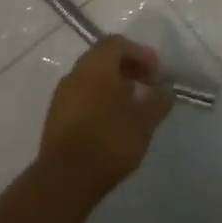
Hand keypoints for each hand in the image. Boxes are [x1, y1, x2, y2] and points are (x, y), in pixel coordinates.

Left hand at [40, 36, 172, 198]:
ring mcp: (62, 95)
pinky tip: (112, 122)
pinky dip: (99, 100)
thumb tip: (166, 89)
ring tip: (132, 106)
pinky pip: (81, 96)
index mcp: (97, 65)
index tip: (157, 73)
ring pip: (91, 78)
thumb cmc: (110, 140)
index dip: (141, 53)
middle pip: (103, 58)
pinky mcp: (55, 117)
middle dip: (128, 68)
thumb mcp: (145, 121)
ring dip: (113, 84)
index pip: (118, 43)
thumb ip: (159, 100)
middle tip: (147, 86)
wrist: (66, 179)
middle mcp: (76, 73)